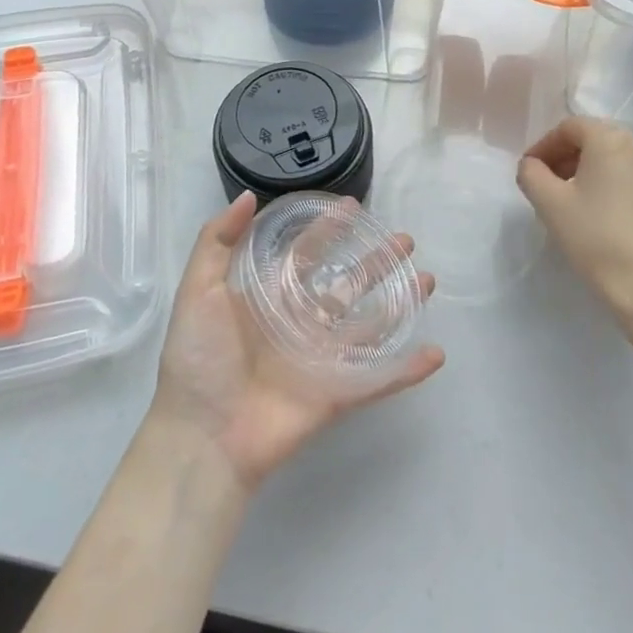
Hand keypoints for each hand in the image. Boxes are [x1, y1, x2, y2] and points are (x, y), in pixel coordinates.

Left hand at [148, 193, 444, 492]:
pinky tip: (434, 353)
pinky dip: (406, 368)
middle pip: (346, 283)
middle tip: (405, 240)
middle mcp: (299, 323)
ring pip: (369, 324)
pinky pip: (377, 378)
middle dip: (375, 261)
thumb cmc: (198, 359)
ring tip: (427, 281)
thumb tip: (248, 195)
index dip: (327, 230)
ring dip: (399, 304)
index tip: (353, 207)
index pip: (305, 253)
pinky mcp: (335, 395)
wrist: (202, 437)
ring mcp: (320, 359)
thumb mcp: (197, 290)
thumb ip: (216, 241)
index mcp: (268, 298)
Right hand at [517, 117, 632, 321]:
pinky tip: (602, 215)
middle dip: (567, 156)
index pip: (571, 127)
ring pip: (617, 159)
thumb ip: (531, 174)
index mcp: (612, 141)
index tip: (530, 171)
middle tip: (547, 183)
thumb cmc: (595, 238)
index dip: (545, 145)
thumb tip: (533, 165)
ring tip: (573, 200)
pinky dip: (613, 185)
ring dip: (590, 170)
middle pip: (596, 139)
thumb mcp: (549, 204)